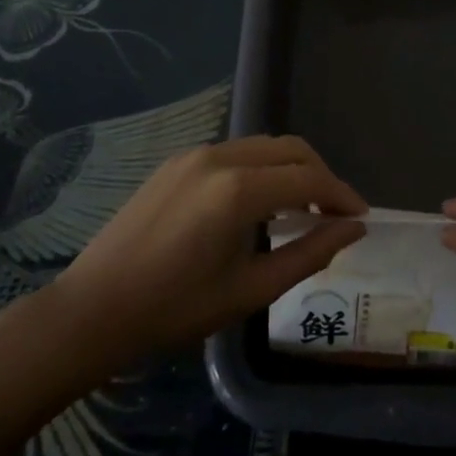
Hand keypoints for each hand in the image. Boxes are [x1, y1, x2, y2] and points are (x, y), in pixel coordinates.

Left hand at [48, 135, 365, 369]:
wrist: (94, 309)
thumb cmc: (176, 309)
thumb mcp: (252, 289)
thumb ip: (309, 253)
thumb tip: (353, 230)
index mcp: (239, 190)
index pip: (310, 179)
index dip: (342, 196)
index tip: (361, 219)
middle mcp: (219, 157)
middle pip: (291, 149)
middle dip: (321, 176)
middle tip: (334, 215)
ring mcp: (194, 154)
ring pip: (263, 146)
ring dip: (291, 170)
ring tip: (301, 211)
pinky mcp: (176, 162)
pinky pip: (235, 153)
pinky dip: (261, 170)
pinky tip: (259, 204)